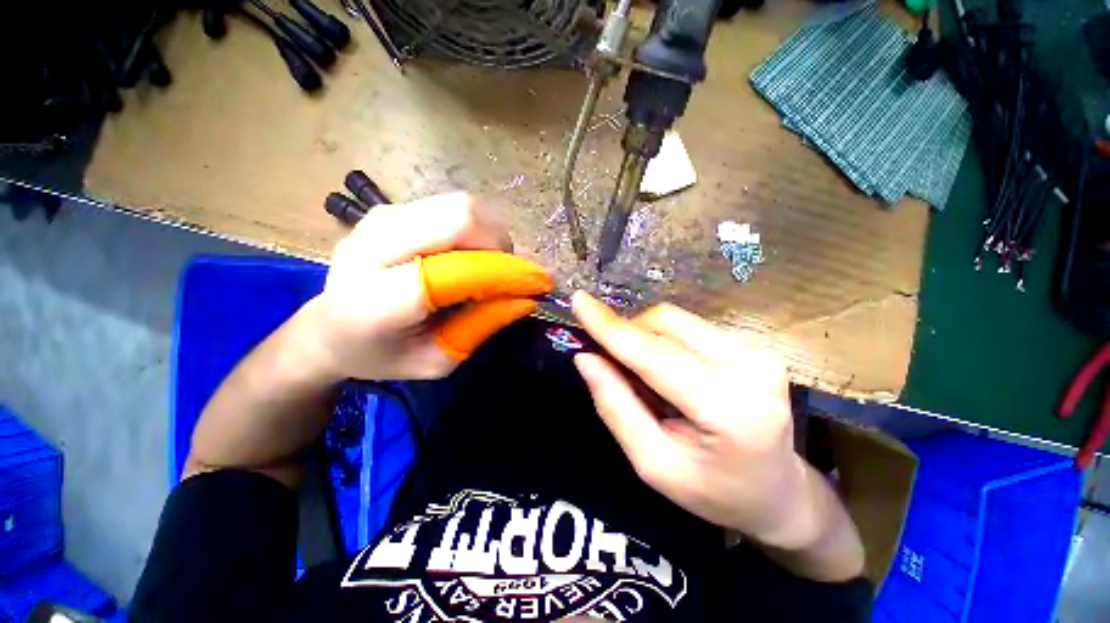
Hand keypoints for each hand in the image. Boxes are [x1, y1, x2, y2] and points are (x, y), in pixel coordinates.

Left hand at [302, 193, 551, 380]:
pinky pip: (450, 206)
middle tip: (508, 274)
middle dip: (500, 245)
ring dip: (489, 235)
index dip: (502, 273)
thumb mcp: (437, 360)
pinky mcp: (388, 208)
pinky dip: (474, 229)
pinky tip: (468, 254)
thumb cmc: (381, 355)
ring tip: (488, 265)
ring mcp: (378, 218)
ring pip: (460, 205)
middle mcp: (371, 245)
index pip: (453, 270)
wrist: (325, 329)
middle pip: (459, 216)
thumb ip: (480, 327)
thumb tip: (526, 297)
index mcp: (375, 300)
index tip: (536, 285)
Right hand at [571, 292, 810, 547]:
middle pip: (665, 325)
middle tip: (612, 365)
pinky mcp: (754, 344)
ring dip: (646, 339)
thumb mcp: (653, 463)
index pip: (654, 355)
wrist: (777, 491)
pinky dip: (666, 342)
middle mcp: (751, 367)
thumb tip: (585, 358)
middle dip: (627, 336)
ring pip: (675, 321)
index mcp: (729, 409)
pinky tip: (671, 373)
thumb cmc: (713, 490)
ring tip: (646, 377)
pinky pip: (690, 327)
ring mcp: (758, 350)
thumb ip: (616, 407)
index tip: (578, 301)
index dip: (611, 327)